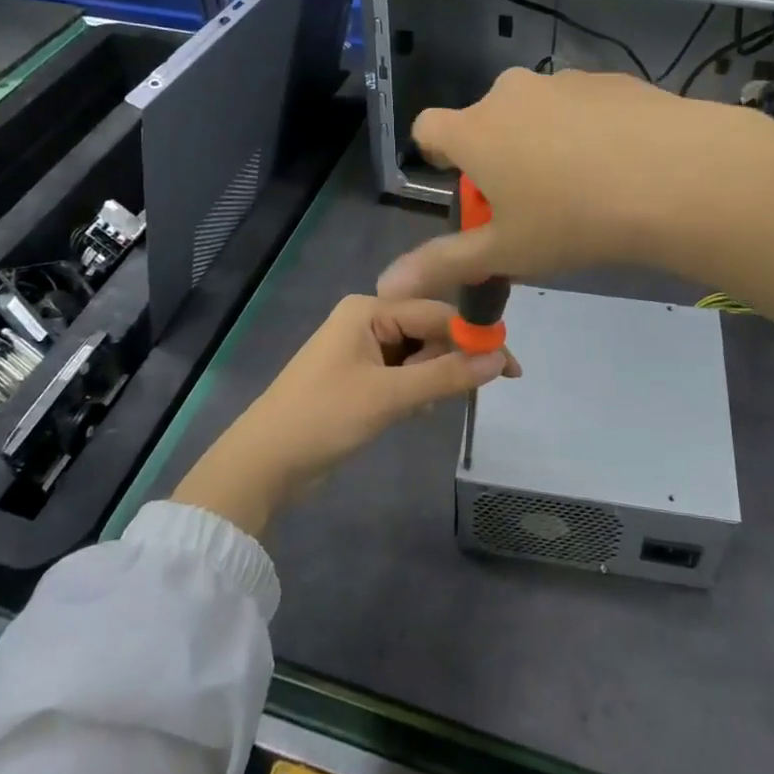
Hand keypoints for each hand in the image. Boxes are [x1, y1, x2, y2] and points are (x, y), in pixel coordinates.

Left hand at [170, 296, 516, 537]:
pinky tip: (413, 413)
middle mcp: (366, 320)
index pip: (436, 313)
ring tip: (423, 409)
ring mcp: (361, 350)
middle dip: (449, 362)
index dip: (474, 338)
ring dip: (431, 380)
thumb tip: (500, 359)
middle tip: (467, 394)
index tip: (510, 368)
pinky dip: (414, 391)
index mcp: (369, 309)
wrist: (263, 464)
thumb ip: (446, 376)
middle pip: (428, 332)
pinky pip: (402, 374)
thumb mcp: (390, 396)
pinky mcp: (359, 378)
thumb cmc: (323, 418)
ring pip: (417, 356)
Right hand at [378, 67, 773, 300]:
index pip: (428, 129)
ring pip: (536, 113)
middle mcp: (510, 93)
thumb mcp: (506, 251)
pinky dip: (586, 129)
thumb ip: (444, 263)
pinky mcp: (609, 79)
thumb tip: (385, 283)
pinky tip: (620, 164)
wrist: (675, 176)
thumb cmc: (574, 219)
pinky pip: (580, 106)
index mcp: (475, 130)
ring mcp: (562, 81)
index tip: (468, 188)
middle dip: (497, 156)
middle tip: (531, 202)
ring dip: (543, 141)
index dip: (438, 157)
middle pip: (486, 122)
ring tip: (583, 186)